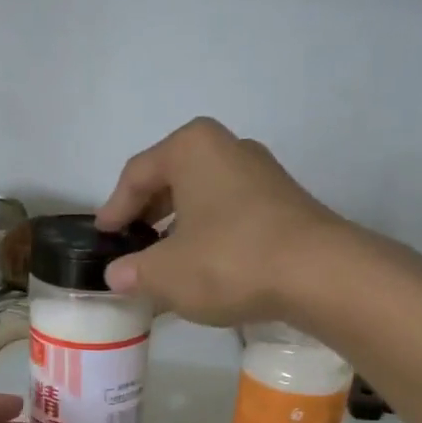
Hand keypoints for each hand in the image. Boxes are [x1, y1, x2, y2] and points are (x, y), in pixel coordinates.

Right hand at [95, 117, 349, 326]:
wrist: (318, 273)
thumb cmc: (229, 261)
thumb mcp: (166, 273)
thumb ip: (134, 272)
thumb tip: (117, 275)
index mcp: (191, 148)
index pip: (137, 173)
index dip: (114, 208)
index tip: (103, 235)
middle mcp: (228, 148)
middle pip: (173, 179)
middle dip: (148, 214)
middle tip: (131, 244)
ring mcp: (262, 174)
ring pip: (204, 197)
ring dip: (180, 227)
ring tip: (166, 261)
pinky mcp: (285, 203)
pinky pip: (231, 213)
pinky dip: (210, 235)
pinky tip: (205, 266)